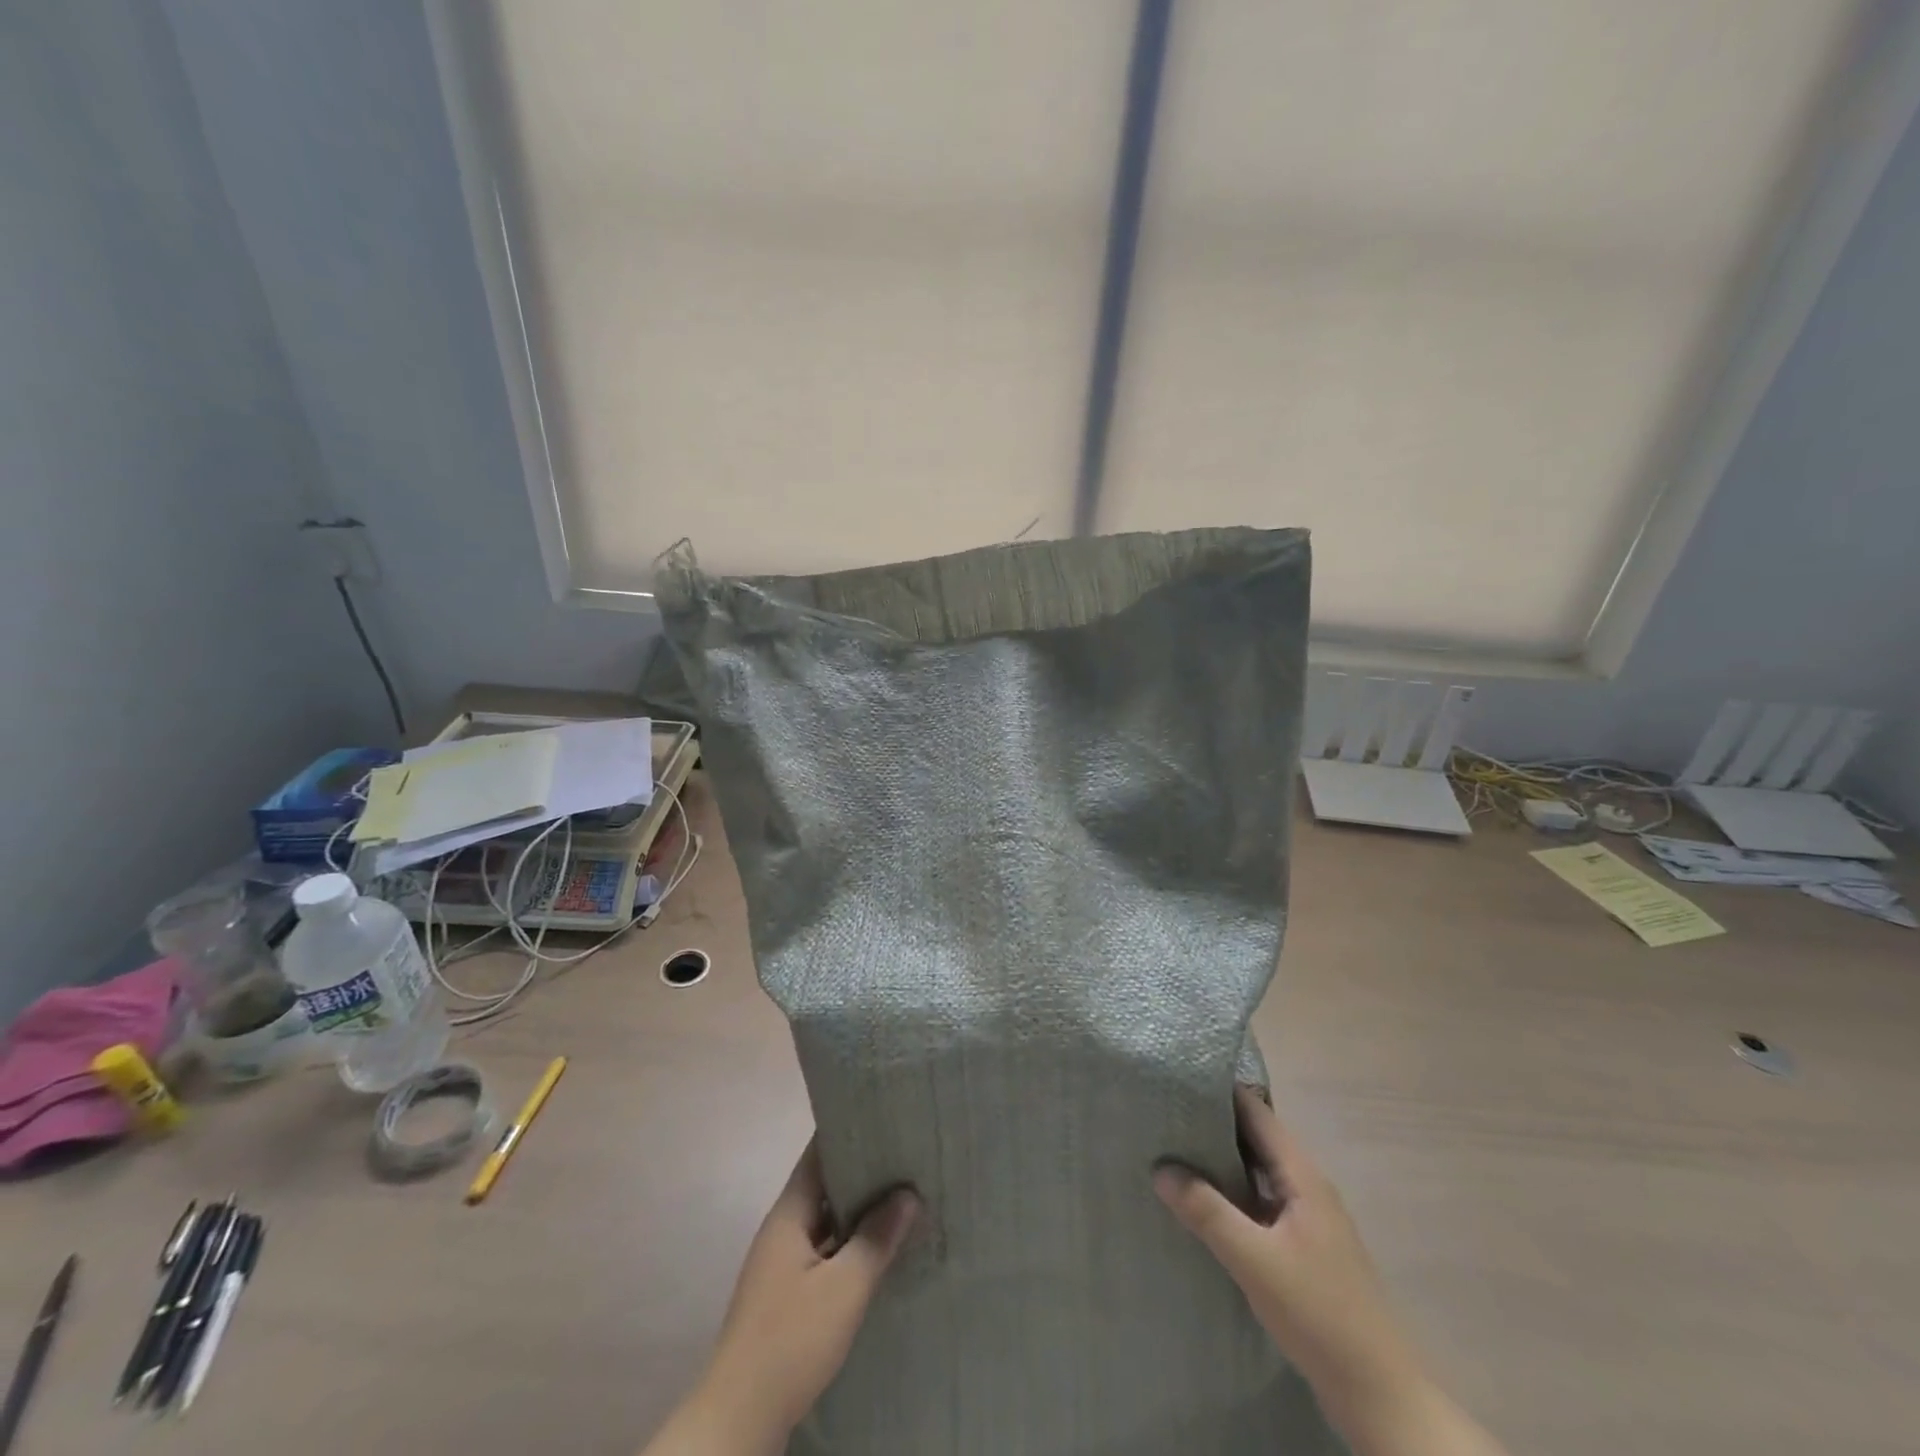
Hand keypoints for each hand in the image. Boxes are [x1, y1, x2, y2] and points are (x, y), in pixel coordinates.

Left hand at [651, 1141, 917, 1454]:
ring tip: (904, 1195)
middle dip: (863, 1171)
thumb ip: (876, 1238)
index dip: (848, 1131)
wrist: (739, 1418)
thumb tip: (908, 1194)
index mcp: (789, 1213)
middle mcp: (783, 1229)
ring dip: (859, 1210)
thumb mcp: (844, 1288)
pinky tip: (881, 1250)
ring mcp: (782, 1262)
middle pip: (825, 1184)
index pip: (818, 1152)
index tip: (884, 1117)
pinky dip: (851, 1243)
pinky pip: (825, 1250)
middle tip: (907, 1155)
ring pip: (827, 1220)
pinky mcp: (787, 1294)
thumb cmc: (791, 1340)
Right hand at [1154, 1087, 1420, 1419]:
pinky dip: (1230, 1194)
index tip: (1176, 1078)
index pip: (1257, 1112)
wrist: (1380, 1397)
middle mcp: (1306, 1187)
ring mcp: (1306, 1220)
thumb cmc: (1320, 1314)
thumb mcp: (1254, 1260)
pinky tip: (1200, 1204)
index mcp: (1302, 1176)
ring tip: (1170, 1149)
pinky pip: (1259, 1203)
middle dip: (1212, 1124)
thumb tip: (1160, 1167)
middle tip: (1162, 1112)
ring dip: (1219, 1161)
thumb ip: (1206, 1211)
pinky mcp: (1302, 1249)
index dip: (1220, 1091)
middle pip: (1255, 1138)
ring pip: (1256, 1173)